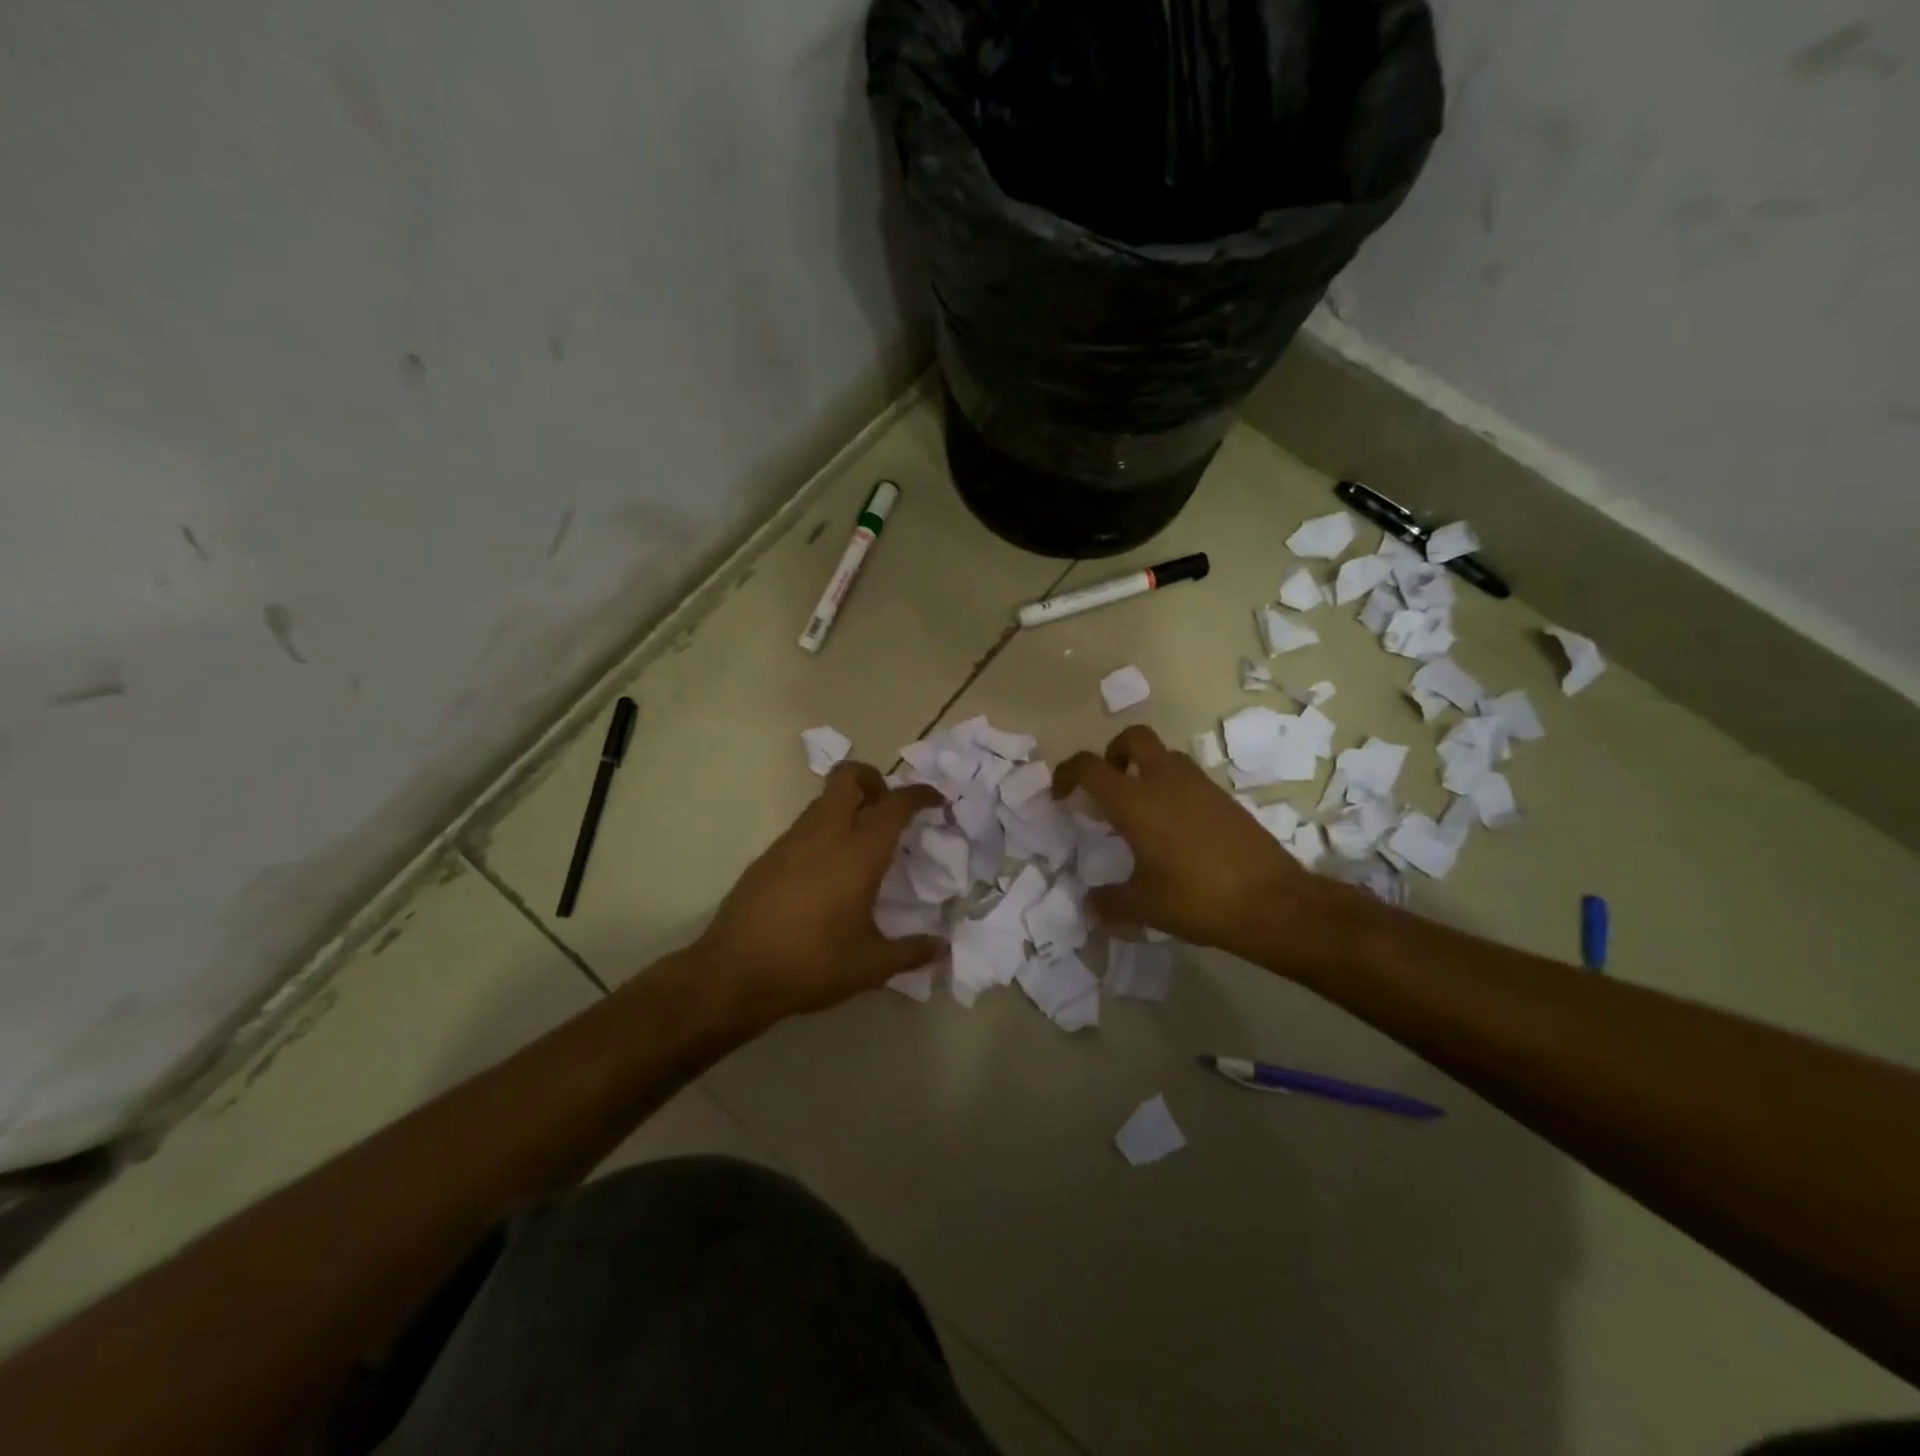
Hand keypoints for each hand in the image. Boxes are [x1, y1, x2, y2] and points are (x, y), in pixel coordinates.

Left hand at [694, 762, 943, 1028]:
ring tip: (861, 845)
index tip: (935, 801)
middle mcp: (825, 834)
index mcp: (858, 852)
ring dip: (847, 806)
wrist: (734, 974)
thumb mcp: (870, 965)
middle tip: (888, 809)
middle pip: (848, 777)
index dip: (919, 795)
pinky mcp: (767, 856)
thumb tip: (942, 949)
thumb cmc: (811, 963)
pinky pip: (804, 827)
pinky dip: (824, 831)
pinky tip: (827, 873)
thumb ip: (911, 952)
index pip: (895, 804)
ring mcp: (791, 841)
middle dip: (873, 780)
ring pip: (823, 801)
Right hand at [1054, 726, 1311, 952]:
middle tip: (1108, 784)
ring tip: (1141, 810)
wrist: (1272, 902)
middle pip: (1133, 738)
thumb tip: (1091, 902)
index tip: (1061, 796)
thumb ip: (1110, 900)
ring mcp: (1199, 785)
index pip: (1088, 767)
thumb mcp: (1144, 906)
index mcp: (1135, 801)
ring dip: (1145, 769)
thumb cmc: (1196, 899)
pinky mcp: (1224, 797)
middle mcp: (1165, 780)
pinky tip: (1174, 828)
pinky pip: (1188, 778)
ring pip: (1164, 755)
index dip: (1066, 774)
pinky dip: (1172, 788)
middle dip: (1113, 752)